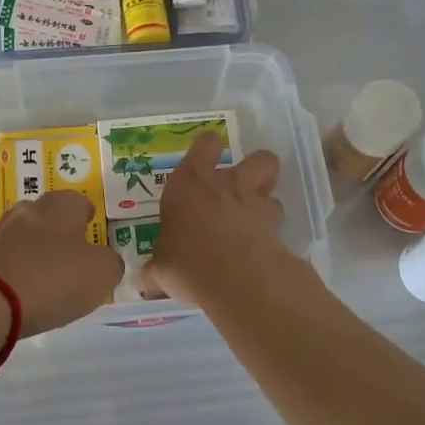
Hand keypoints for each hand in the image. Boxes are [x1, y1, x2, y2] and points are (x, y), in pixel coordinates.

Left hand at [0, 191, 122, 336]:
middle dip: (62, 235)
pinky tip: (25, 294)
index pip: (80, 202)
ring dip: (38, 254)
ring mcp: (0, 232)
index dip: (90, 220)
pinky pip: (9, 260)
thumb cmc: (53, 279)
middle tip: (75, 262)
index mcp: (60, 205)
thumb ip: (111, 262)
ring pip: (27, 238)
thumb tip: (104, 260)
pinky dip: (19, 272)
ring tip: (50, 282)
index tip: (95, 240)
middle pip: (51, 217)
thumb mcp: (102, 273)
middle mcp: (28, 210)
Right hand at [140, 132, 286, 302]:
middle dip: (254, 169)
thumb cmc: (186, 262)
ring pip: (272, 187)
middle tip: (239, 191)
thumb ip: (156, 269)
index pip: (206, 144)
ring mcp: (255, 204)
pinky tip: (259, 251)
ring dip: (265, 199)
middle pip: (258, 157)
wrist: (237, 280)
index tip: (203, 162)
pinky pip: (277, 223)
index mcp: (190, 181)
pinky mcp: (277, 229)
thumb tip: (147, 280)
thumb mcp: (159, 269)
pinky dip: (271, 233)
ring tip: (251, 222)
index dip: (208, 149)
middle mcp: (226, 184)